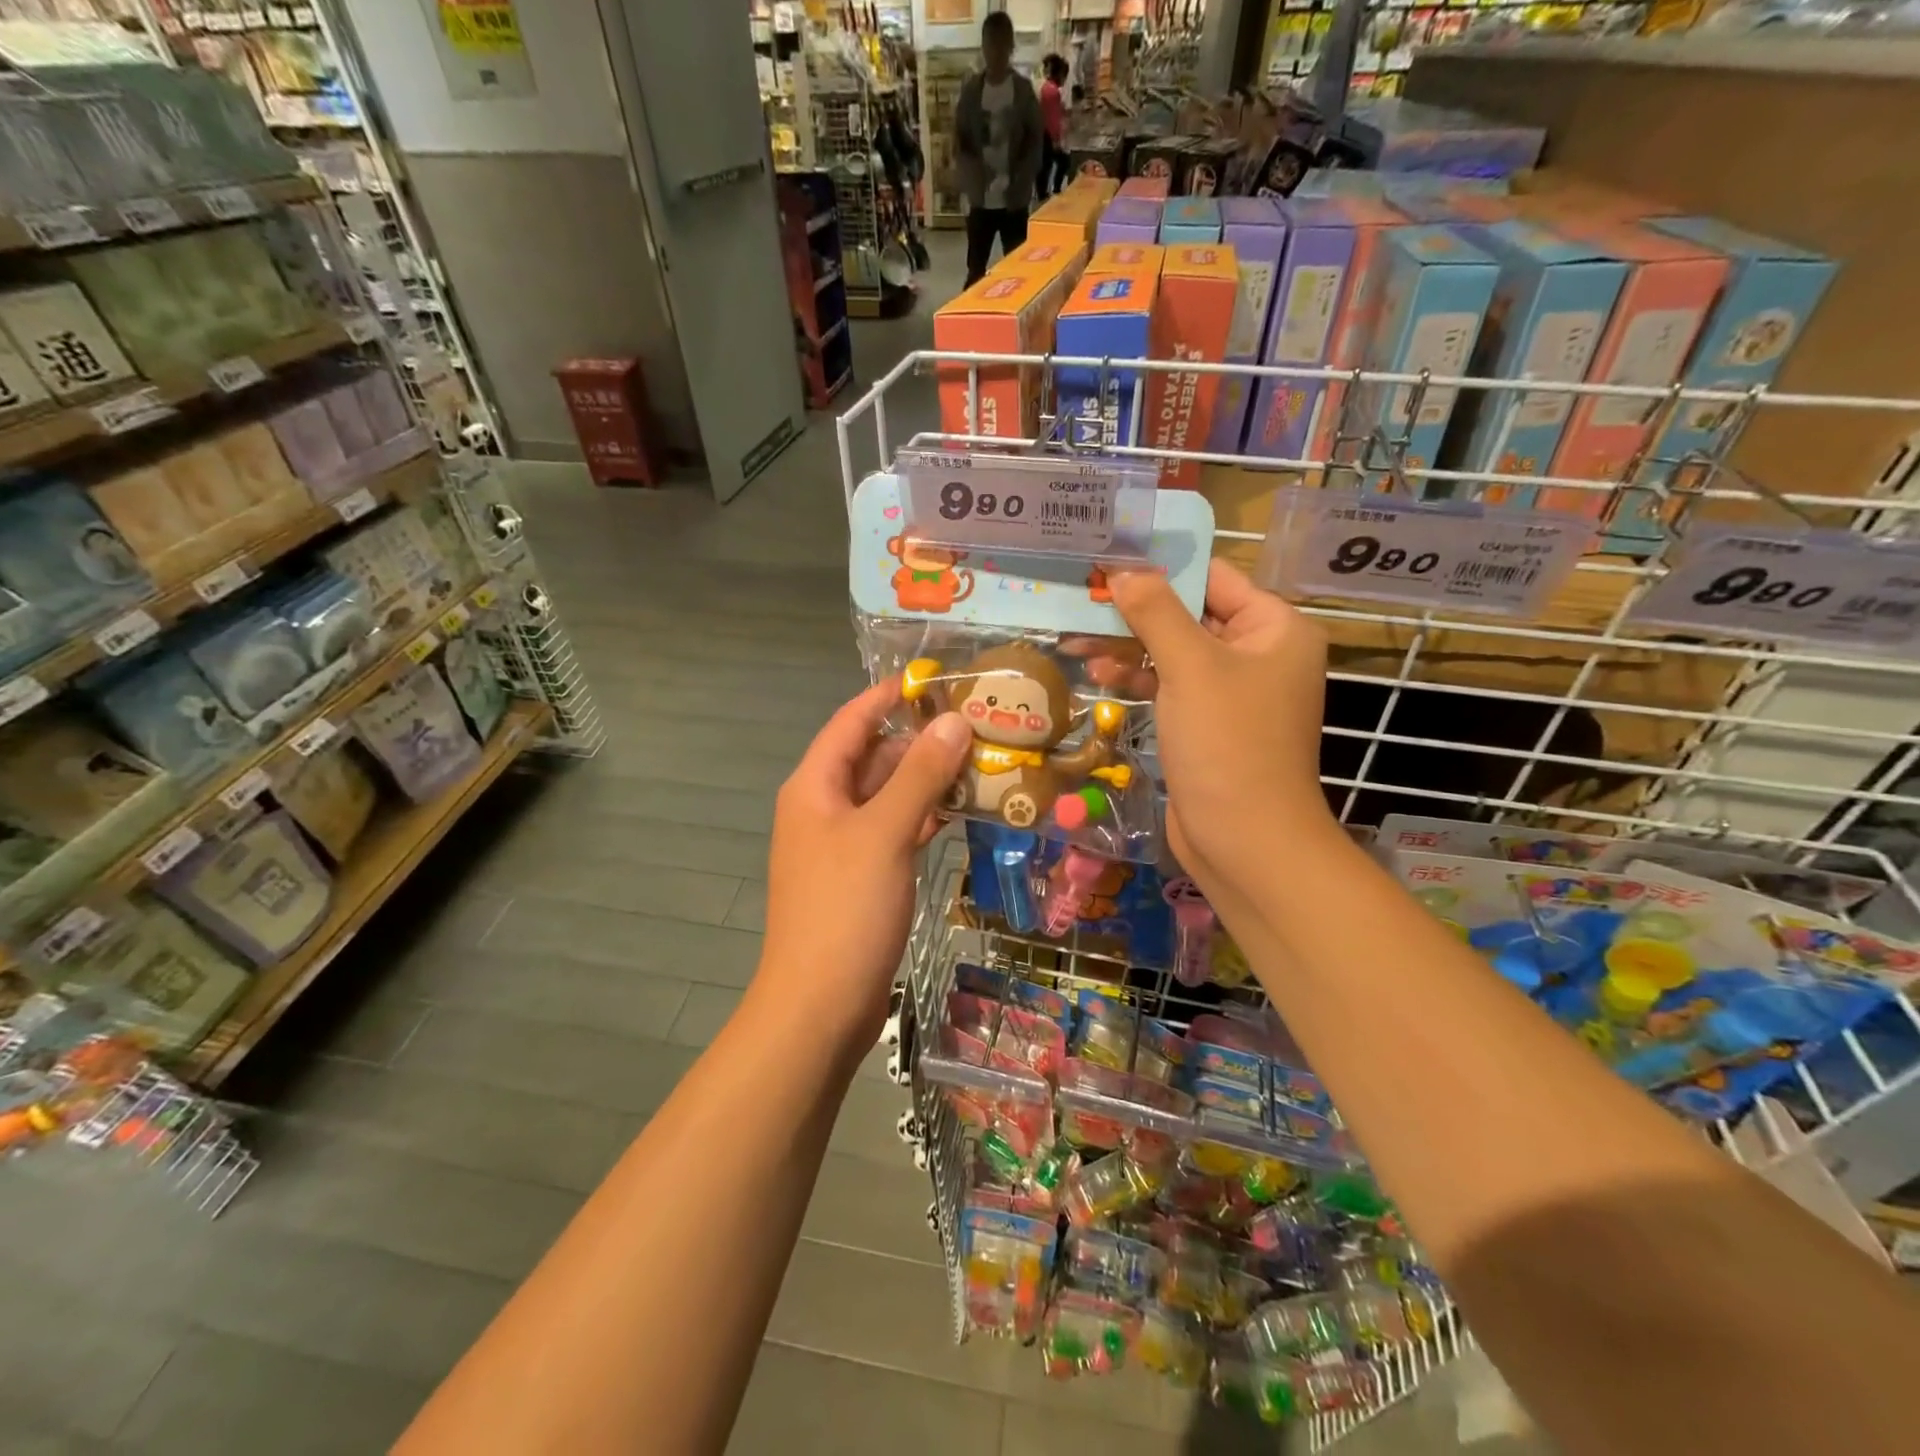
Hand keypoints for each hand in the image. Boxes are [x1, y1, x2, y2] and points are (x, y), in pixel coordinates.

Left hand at [754, 681, 970, 1061]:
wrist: (819, 1005)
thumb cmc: (845, 909)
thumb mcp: (885, 832)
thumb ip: (920, 774)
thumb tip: (953, 720)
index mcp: (815, 786)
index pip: (852, 720)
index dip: (889, 695)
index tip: (937, 677)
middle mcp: (824, 807)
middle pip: (873, 757)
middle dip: (921, 740)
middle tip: (978, 724)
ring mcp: (842, 844)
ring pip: (888, 795)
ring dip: (927, 780)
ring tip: (981, 762)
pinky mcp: (861, 875)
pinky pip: (894, 830)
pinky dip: (922, 817)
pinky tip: (959, 812)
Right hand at [1110, 560, 1337, 914]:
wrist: (1245, 840)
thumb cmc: (1228, 744)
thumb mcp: (1190, 668)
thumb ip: (1156, 613)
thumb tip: (1123, 569)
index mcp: (1275, 628)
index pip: (1213, 577)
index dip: (1161, 567)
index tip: (1108, 559)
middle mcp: (1260, 653)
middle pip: (1190, 614)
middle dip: (1136, 610)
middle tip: (1082, 598)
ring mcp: (1234, 691)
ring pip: (1175, 651)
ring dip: (1130, 645)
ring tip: (1077, 640)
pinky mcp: (1209, 723)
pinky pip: (1172, 685)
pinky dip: (1140, 677)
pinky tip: (1101, 673)